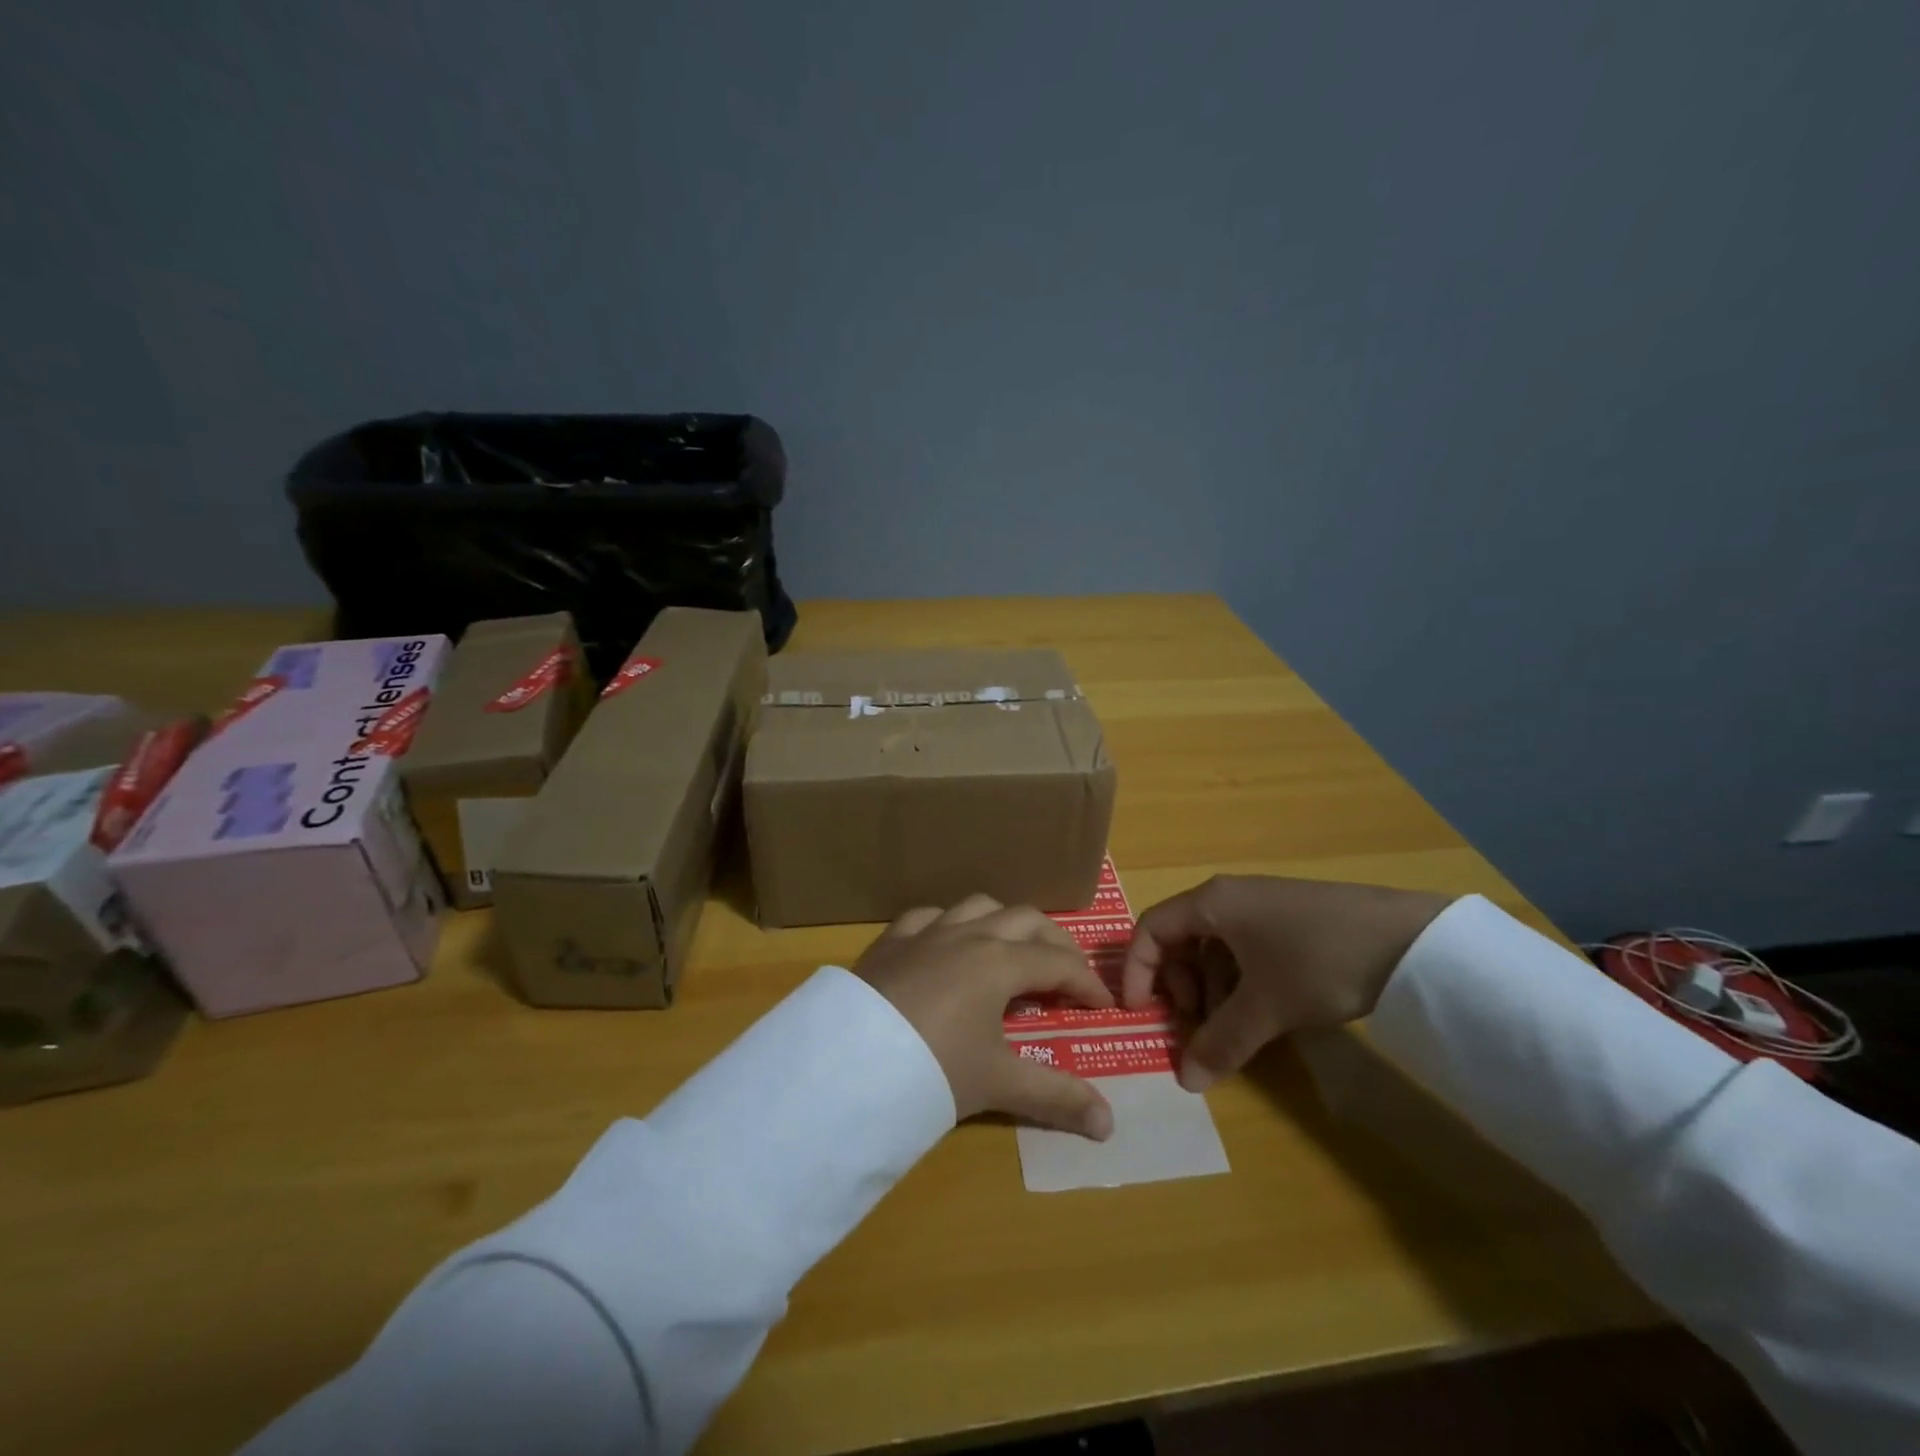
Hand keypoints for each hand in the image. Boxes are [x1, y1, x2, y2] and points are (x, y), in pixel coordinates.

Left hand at [856, 895, 1115, 1140]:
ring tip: (1013, 952)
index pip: (1058, 963)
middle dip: (1055, 943)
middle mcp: (968, 934)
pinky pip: (928, 916)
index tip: (1104, 1006)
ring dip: (1004, 924)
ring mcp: (926, 932)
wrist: (850, 1063)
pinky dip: (949, 925)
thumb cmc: (934, 1067)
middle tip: (1068, 974)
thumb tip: (1109, 1125)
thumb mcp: (999, 1083)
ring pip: (978, 906)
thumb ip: (1057, 1097)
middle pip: (1025, 920)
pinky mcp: (891, 941)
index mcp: (1000, 962)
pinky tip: (947, 944)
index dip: (1087, 983)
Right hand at [1122, 876, 1453, 1091]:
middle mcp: (1229, 897)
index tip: (1140, 1011)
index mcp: (1211, 903)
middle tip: (1193, 1023)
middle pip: (1180, 938)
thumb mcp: (1267, 1006)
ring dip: (1210, 988)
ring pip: (1213, 947)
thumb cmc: (1319, 961)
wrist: (1411, 939)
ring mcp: (1261, 907)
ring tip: (1232, 1026)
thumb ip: (1222, 1042)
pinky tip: (1262, 1011)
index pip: (1151, 929)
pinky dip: (1239, 981)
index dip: (1137, 970)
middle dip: (1178, 984)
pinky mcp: (1288, 920)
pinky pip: (1244, 949)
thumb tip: (1185, 1082)